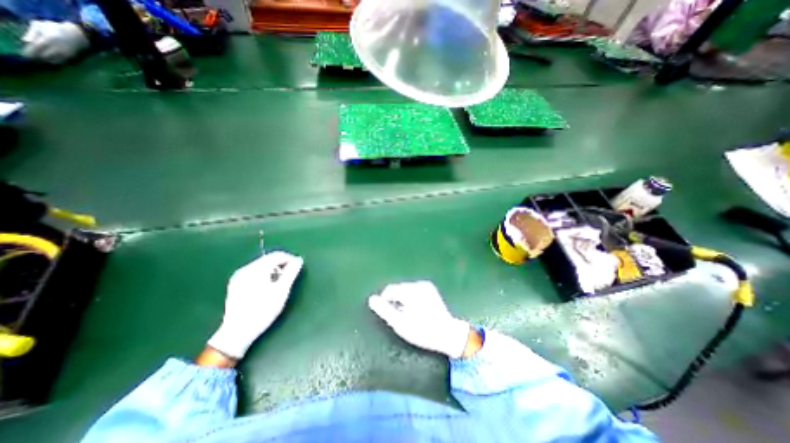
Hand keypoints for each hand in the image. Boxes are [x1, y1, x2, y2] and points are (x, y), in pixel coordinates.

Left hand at [20, 18, 87, 62]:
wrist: (78, 35)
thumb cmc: (56, 28)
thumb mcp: (39, 25)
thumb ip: (32, 33)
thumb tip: (26, 41)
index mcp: (47, 39)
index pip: (36, 48)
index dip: (30, 52)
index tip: (25, 55)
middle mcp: (57, 48)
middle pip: (45, 56)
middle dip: (39, 59)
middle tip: (33, 60)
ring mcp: (66, 54)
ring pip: (55, 60)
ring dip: (47, 62)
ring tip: (42, 62)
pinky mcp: (72, 57)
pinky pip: (62, 62)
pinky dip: (56, 62)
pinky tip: (52, 62)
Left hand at [209, 251, 302, 357]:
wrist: (237, 332)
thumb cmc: (263, 310)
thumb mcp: (281, 291)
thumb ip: (291, 273)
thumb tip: (299, 260)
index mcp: (256, 269)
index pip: (277, 255)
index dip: (290, 258)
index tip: (299, 267)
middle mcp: (245, 269)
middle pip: (268, 259)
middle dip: (282, 264)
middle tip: (290, 276)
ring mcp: (238, 277)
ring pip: (261, 265)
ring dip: (273, 269)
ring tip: (280, 282)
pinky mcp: (235, 284)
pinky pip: (254, 272)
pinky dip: (264, 275)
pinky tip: (268, 286)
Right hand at [365, 283, 471, 358]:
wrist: (447, 334)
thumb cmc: (422, 331)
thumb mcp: (401, 324)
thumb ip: (385, 310)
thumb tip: (371, 299)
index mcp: (411, 291)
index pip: (389, 290)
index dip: (385, 302)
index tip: (390, 316)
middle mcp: (419, 284)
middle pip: (398, 288)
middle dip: (395, 300)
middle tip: (400, 317)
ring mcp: (426, 285)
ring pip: (405, 289)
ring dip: (402, 299)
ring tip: (409, 314)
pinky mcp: (430, 288)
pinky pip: (413, 290)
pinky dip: (410, 298)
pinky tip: (416, 309)